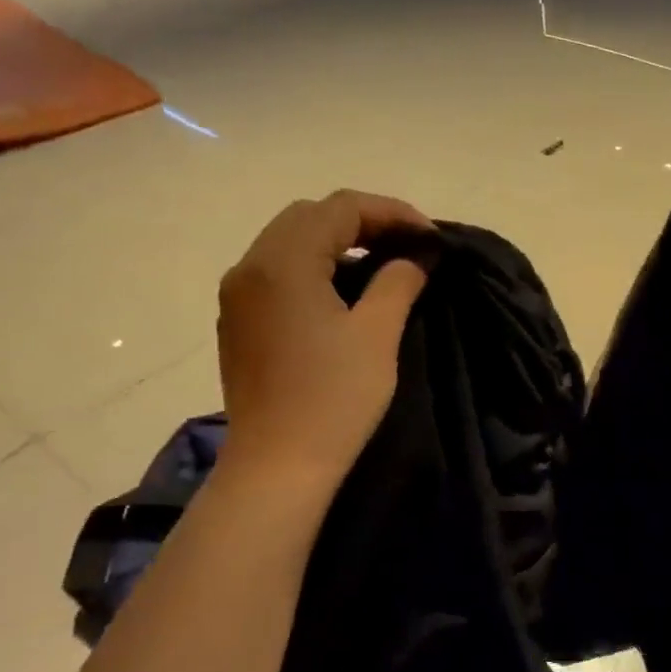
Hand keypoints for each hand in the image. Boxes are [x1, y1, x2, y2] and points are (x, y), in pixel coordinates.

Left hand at [217, 191, 433, 480]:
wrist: (279, 463)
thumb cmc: (335, 397)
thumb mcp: (378, 334)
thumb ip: (399, 281)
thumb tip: (416, 256)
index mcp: (284, 262)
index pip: (341, 208)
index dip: (392, 213)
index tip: (431, 237)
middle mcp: (251, 265)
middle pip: (310, 216)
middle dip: (364, 222)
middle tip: (409, 246)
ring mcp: (239, 294)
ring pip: (291, 241)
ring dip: (339, 242)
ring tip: (384, 264)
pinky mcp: (240, 320)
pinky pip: (278, 270)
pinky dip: (316, 265)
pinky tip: (345, 290)